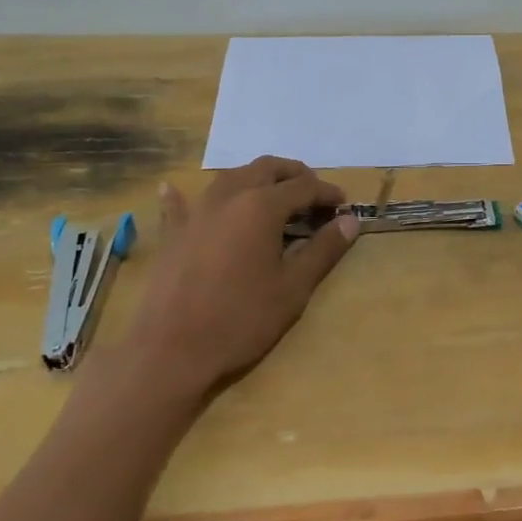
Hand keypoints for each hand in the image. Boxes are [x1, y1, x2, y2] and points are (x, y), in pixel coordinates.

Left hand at [117, 157, 359, 401]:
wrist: (171, 351)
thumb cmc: (242, 319)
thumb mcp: (293, 288)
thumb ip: (323, 250)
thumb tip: (350, 221)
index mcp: (262, 206)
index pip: (304, 186)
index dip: (327, 193)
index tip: (344, 207)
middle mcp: (229, 197)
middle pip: (266, 169)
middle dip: (294, 175)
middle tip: (313, 196)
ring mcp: (196, 213)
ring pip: (230, 178)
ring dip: (256, 180)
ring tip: (272, 197)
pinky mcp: (173, 235)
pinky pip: (178, 205)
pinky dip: (182, 196)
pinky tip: (171, 190)